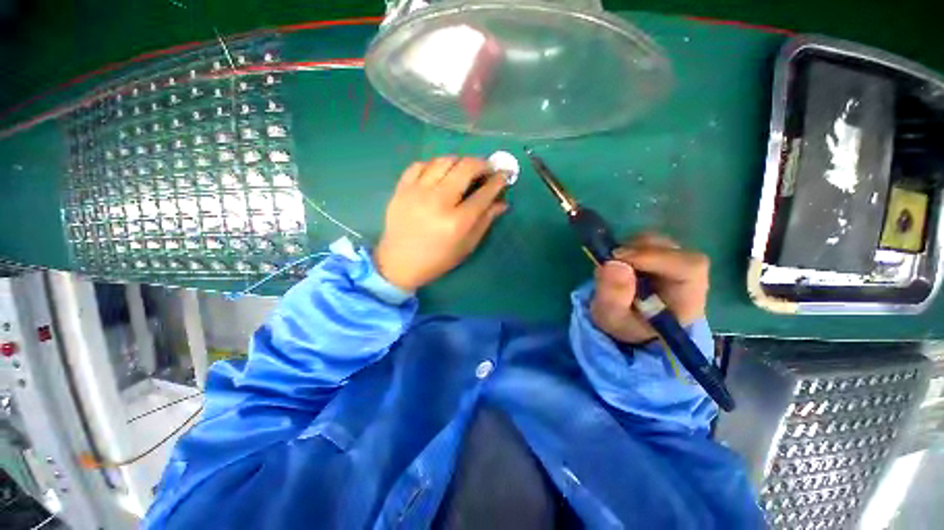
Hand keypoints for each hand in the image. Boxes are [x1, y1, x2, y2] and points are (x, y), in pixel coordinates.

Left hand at [375, 157, 508, 290]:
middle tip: (486, 169)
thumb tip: (502, 202)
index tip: (504, 175)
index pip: (484, 193)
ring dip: (459, 161)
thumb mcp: (466, 246)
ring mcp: (417, 192)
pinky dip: (434, 165)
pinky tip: (439, 173)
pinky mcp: (401, 189)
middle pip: (465, 168)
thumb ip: (485, 221)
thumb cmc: (438, 259)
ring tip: (464, 170)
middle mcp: (438, 201)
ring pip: (443, 161)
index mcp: (457, 221)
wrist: (399, 263)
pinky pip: (420, 165)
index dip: (498, 181)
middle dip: (482, 164)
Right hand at [590, 233, 709, 344]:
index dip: (655, 257)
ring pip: (660, 242)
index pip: (689, 267)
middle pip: (674, 250)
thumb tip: (613, 264)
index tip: (619, 258)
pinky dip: (630, 247)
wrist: (626, 324)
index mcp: (687, 299)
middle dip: (639, 250)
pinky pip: (648, 242)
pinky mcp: (661, 257)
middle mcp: (688, 278)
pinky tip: (618, 261)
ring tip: (613, 263)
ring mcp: (675, 264)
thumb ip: (613, 296)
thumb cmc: (624, 325)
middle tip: (611, 258)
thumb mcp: (612, 318)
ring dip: (632, 247)